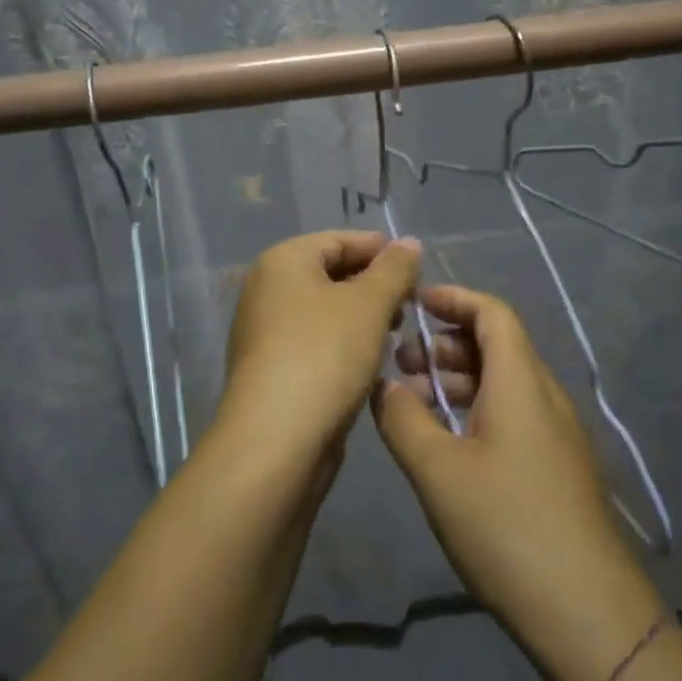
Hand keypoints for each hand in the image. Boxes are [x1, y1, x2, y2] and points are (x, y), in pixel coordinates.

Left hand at [216, 231, 421, 474]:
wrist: (276, 439)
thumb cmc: (324, 355)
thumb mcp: (369, 304)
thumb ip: (394, 269)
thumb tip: (408, 242)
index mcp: (283, 261)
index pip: (338, 240)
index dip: (380, 250)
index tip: (416, 270)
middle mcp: (266, 289)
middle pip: (330, 274)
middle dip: (373, 286)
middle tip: (410, 306)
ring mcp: (265, 331)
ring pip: (324, 311)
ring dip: (362, 318)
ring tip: (395, 335)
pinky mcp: (271, 368)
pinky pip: (315, 341)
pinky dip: (343, 344)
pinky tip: (370, 362)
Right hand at [374, 284, 665, 680]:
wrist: (589, 615)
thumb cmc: (507, 527)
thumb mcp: (437, 470)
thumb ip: (403, 418)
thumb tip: (384, 386)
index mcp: (522, 383)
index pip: (492, 313)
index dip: (453, 299)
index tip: (413, 305)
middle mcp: (544, 398)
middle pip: (496, 345)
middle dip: (445, 344)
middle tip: (400, 367)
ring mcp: (556, 435)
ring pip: (502, 383)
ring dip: (457, 380)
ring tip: (413, 405)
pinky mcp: (556, 468)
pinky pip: (512, 415)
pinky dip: (475, 410)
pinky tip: (445, 444)